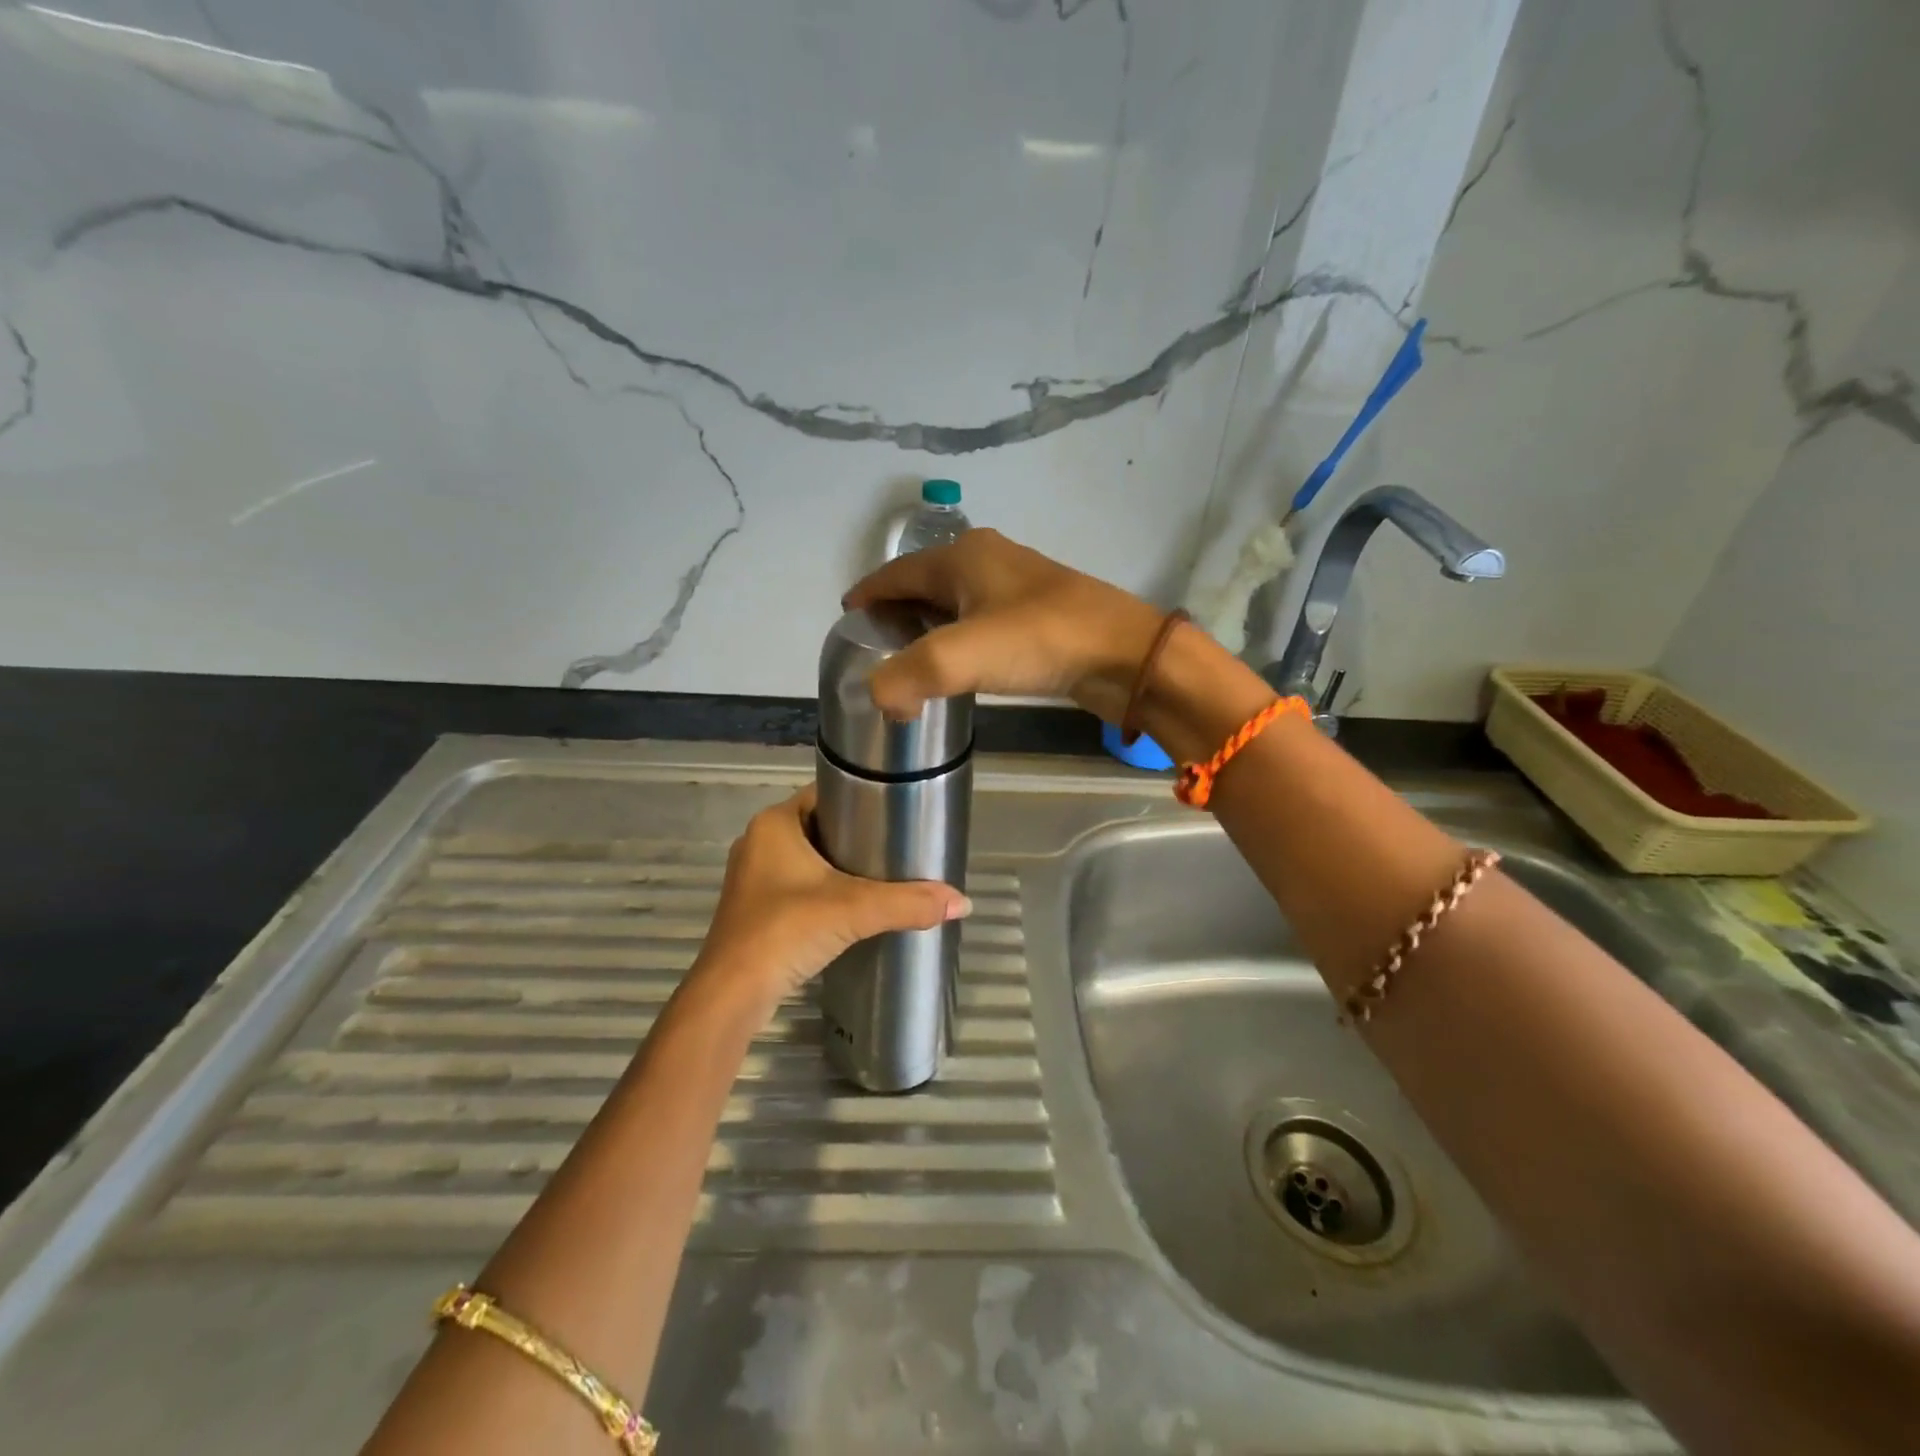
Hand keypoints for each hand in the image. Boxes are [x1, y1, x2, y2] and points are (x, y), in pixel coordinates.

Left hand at [693, 786, 971, 1011]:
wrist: (732, 995)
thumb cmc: (786, 931)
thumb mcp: (854, 910)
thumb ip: (909, 902)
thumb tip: (963, 902)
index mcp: (774, 824)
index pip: (824, 793)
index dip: (859, 797)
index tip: (895, 810)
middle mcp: (758, 842)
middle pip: (818, 826)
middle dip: (855, 835)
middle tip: (897, 844)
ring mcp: (752, 878)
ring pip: (806, 859)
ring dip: (838, 865)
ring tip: (883, 873)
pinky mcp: (753, 910)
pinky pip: (796, 886)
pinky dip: (822, 891)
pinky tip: (851, 906)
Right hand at [843, 529, 1163, 723]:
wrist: (1124, 655)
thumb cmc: (1040, 641)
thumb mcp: (961, 656)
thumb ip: (907, 676)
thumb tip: (879, 697)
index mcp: (962, 557)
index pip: (897, 572)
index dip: (868, 593)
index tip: (846, 617)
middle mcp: (987, 561)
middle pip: (925, 583)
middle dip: (897, 610)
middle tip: (875, 647)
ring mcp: (1017, 586)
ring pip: (956, 602)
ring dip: (930, 627)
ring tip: (910, 660)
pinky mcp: (1038, 616)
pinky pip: (983, 622)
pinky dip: (962, 640)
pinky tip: (961, 667)